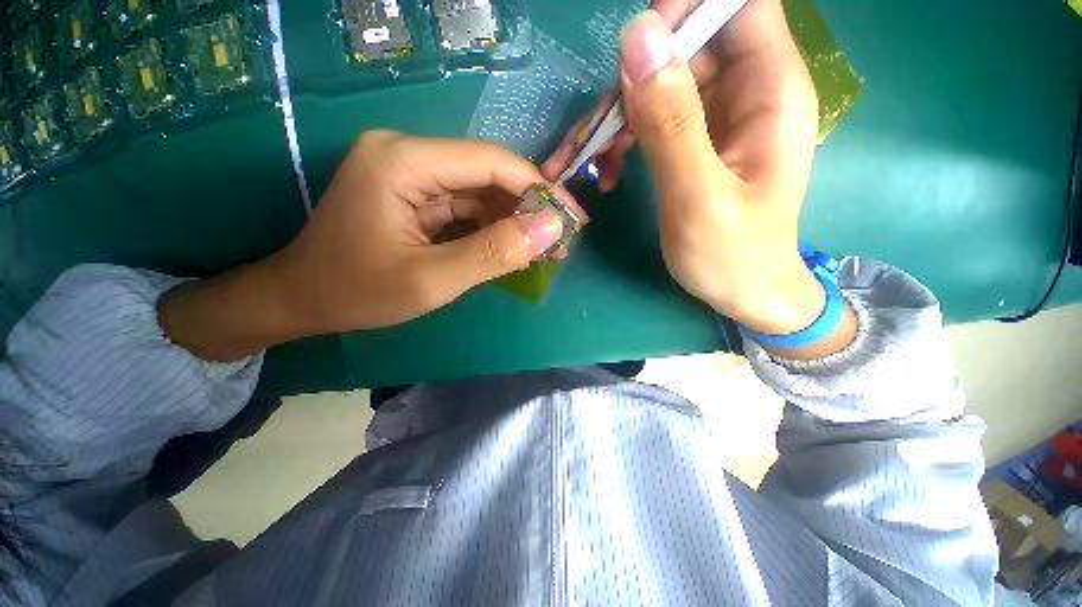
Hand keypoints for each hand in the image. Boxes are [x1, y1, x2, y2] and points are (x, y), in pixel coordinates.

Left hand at [162, 132, 581, 360]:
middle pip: (488, 174)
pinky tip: (512, 247)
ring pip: (480, 191)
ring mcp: (411, 173)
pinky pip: (465, 205)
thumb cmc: (358, 292)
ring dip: (513, 220)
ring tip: (542, 249)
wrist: (302, 299)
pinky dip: (492, 227)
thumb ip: (494, 253)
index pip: (491, 162)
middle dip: (529, 208)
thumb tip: (551, 229)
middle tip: (560, 240)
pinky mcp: (414, 194)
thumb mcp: (432, 280)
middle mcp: (408, 154)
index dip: (538, 188)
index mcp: (404, 161)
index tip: (572, 218)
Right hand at [543, 0, 852, 351]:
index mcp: (771, 92)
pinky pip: (655, 118)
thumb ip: (671, 122)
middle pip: (689, 42)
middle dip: (636, 76)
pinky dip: (625, 138)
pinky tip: (610, 171)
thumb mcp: (697, 197)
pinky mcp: (697, 141)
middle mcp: (749, 91)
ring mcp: (720, 117)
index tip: (637, 51)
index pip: (739, 4)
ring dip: (621, 115)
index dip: (688, 8)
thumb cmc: (732, 256)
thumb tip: (637, 38)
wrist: (745, 291)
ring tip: (594, 160)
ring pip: (663, 82)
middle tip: (599, 131)